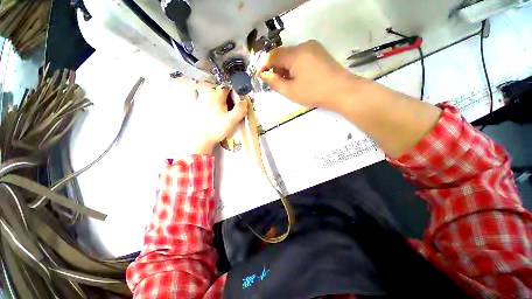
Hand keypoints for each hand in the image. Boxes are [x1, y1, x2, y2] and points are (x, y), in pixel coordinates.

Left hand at [189, 85, 246, 154]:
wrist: (199, 140)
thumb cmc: (216, 130)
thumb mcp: (231, 121)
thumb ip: (239, 110)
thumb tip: (244, 101)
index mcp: (216, 98)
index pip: (225, 88)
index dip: (231, 91)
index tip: (233, 97)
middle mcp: (205, 96)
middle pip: (211, 85)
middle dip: (217, 88)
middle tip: (221, 96)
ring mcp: (195, 100)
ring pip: (197, 87)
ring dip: (202, 88)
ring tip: (207, 94)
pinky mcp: (188, 107)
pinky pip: (187, 95)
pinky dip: (190, 93)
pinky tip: (193, 97)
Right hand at [257, 40, 364, 111]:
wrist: (342, 91)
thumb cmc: (314, 93)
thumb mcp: (290, 91)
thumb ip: (274, 82)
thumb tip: (263, 75)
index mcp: (295, 54)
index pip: (273, 55)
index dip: (264, 66)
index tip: (261, 77)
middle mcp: (303, 45)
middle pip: (282, 54)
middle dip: (276, 68)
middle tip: (276, 83)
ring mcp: (313, 47)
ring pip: (291, 55)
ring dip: (285, 67)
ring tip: (288, 82)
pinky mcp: (319, 52)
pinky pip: (301, 56)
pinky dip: (294, 66)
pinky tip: (298, 77)